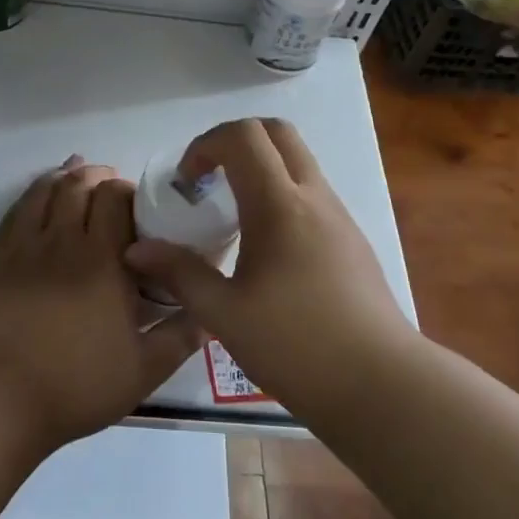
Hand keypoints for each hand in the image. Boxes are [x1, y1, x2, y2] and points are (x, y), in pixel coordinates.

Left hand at [0, 155, 201, 451]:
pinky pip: (13, 214)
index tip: (136, 203)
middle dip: (96, 175)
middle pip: (78, 186)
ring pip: (43, 192)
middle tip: (109, 182)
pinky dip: (29, 196)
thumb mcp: (143, 371)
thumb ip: (180, 337)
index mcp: (103, 260)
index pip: (114, 198)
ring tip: (74, 171)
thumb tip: (211, 313)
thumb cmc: (76, 385)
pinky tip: (35, 198)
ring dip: (62, 176)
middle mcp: (63, 242)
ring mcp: (23, 248)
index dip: (126, 190)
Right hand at [123, 119, 413, 404]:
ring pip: (298, 161)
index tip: (188, 183)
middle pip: (277, 132)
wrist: (381, 385)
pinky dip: (281, 194)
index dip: (206, 145)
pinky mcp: (351, 240)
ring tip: (233, 217)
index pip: (243, 135)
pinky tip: (266, 249)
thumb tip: (137, 250)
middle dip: (235, 142)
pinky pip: (311, 193)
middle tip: (210, 181)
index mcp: (279, 205)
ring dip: (260, 168)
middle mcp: (313, 197)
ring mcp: (339, 216)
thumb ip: (180, 274)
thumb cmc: (296, 346)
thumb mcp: (224, 314)